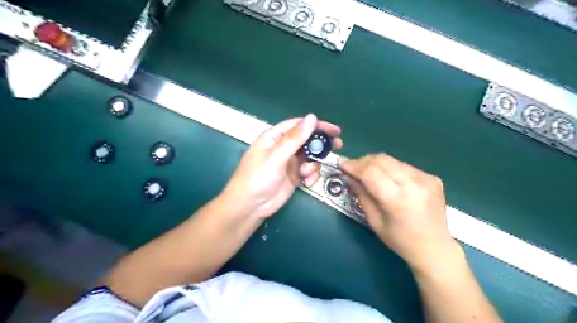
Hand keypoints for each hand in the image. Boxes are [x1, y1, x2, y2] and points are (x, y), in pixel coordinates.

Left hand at [223, 114, 341, 219]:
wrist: (250, 207)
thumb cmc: (258, 178)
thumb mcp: (276, 157)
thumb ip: (295, 138)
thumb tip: (312, 117)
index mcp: (274, 137)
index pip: (298, 125)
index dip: (317, 125)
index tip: (334, 130)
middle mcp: (283, 148)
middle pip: (307, 140)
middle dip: (321, 145)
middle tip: (338, 146)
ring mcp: (289, 163)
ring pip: (310, 157)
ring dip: (313, 165)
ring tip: (306, 174)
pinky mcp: (294, 176)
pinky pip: (309, 171)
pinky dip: (311, 176)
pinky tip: (306, 183)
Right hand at [342, 154, 460, 272]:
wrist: (435, 248)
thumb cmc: (400, 241)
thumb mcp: (374, 221)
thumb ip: (361, 195)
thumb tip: (349, 177)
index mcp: (398, 199)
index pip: (371, 172)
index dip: (354, 166)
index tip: (342, 164)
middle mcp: (414, 184)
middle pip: (381, 160)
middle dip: (363, 162)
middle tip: (353, 169)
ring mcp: (426, 179)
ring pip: (392, 160)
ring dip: (376, 164)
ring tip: (368, 173)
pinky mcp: (432, 177)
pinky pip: (404, 166)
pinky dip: (390, 169)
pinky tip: (388, 179)